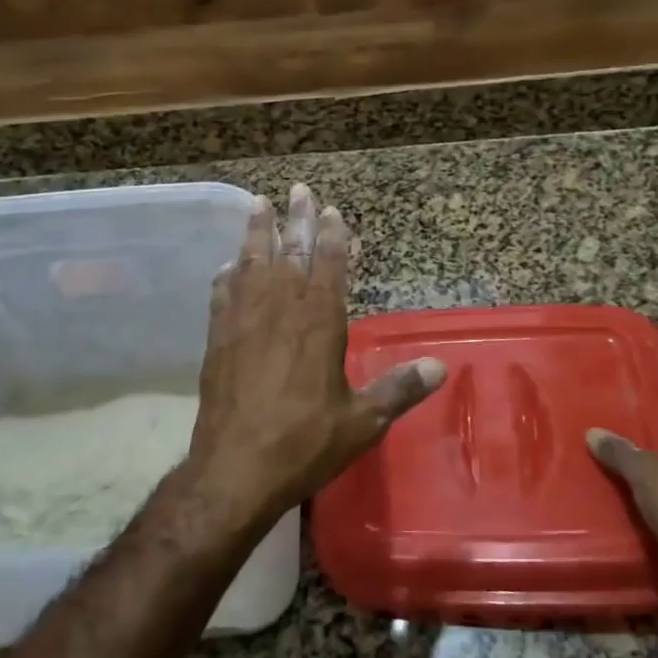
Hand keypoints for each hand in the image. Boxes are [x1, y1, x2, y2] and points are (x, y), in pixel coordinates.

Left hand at [184, 184, 445, 527]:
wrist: (235, 469)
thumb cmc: (304, 443)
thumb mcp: (362, 422)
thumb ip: (399, 389)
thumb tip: (440, 366)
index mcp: (319, 322)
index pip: (328, 265)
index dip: (332, 236)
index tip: (331, 210)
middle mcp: (280, 310)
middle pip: (290, 252)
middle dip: (297, 219)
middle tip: (298, 189)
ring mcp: (244, 321)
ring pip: (252, 264)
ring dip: (257, 233)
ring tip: (259, 204)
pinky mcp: (218, 339)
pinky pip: (222, 295)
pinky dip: (228, 275)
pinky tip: (228, 266)